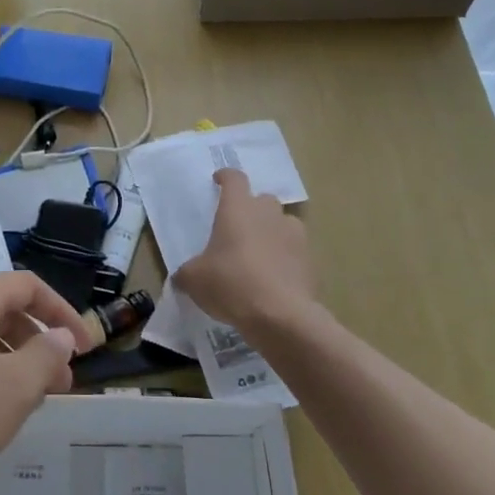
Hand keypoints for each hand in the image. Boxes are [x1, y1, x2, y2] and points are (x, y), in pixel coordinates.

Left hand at [0, 272, 95, 494]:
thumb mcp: (14, 389)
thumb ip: (46, 356)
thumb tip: (60, 336)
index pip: (27, 286)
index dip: (62, 313)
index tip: (86, 348)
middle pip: (2, 308)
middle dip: (37, 341)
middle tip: (61, 382)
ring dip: (12, 358)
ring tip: (30, 399)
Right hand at [174, 168, 316, 336]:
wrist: (282, 317)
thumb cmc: (231, 284)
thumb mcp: (194, 280)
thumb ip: (187, 272)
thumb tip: (183, 277)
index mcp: (238, 209)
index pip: (234, 178)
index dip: (226, 177)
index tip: (219, 180)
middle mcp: (268, 214)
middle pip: (262, 199)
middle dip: (252, 209)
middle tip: (238, 228)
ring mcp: (294, 236)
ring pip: (283, 224)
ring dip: (272, 232)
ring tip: (260, 254)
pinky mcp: (311, 261)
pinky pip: (296, 253)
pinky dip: (286, 260)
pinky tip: (275, 279)